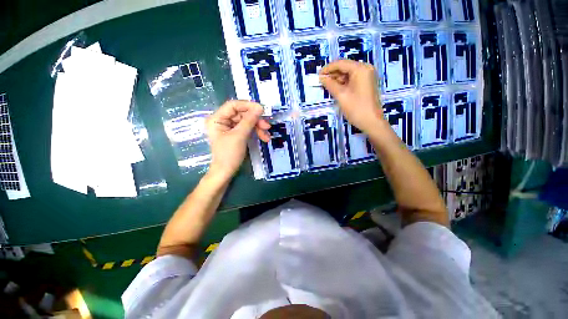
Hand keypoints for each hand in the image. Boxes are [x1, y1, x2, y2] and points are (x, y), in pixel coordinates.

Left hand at [205, 100, 270, 178]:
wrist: (226, 172)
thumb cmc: (229, 154)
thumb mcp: (240, 136)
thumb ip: (249, 120)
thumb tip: (260, 107)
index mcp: (217, 119)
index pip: (233, 105)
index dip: (248, 106)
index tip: (262, 110)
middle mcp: (222, 120)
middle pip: (242, 114)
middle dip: (256, 120)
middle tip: (267, 126)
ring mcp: (229, 127)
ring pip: (247, 122)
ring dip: (258, 127)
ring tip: (267, 136)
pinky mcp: (236, 134)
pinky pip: (247, 129)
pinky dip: (256, 132)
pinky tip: (263, 137)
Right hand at [319, 60, 384, 132]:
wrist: (371, 122)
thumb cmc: (356, 108)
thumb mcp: (341, 95)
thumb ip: (330, 84)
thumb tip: (321, 78)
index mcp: (360, 69)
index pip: (341, 63)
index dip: (328, 68)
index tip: (318, 75)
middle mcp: (365, 69)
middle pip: (345, 67)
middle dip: (332, 74)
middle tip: (321, 82)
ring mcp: (367, 76)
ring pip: (348, 74)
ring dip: (337, 79)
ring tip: (327, 86)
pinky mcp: (366, 84)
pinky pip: (352, 79)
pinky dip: (343, 83)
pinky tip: (336, 88)